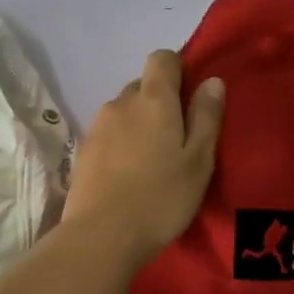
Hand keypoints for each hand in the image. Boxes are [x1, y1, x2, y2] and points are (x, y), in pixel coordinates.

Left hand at [64, 50, 224, 264]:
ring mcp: (96, 127)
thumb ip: (206, 117)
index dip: (178, 70)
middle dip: (160, 103)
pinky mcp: (81, 152)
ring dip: (139, 126)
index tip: (191, 100)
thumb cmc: (160, 198)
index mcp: (152, 99)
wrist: (100, 236)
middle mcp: (120, 103)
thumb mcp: (198, 160)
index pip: (162, 58)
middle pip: (142, 86)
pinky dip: (121, 145)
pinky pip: (108, 135)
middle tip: (177, 141)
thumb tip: (212, 80)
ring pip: (124, 112)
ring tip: (152, 163)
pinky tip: (129, 176)